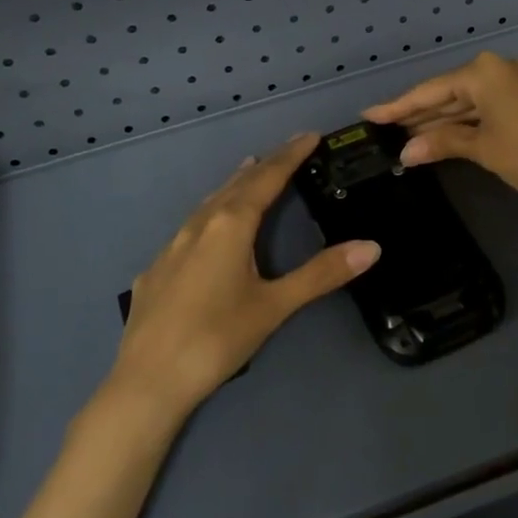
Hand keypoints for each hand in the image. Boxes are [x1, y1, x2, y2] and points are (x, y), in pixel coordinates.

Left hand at [115, 133, 380, 417]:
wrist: (147, 381)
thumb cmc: (217, 339)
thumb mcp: (274, 306)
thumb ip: (321, 274)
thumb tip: (371, 247)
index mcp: (230, 225)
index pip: (267, 178)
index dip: (290, 155)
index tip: (309, 135)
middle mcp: (199, 225)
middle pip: (237, 184)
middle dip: (265, 164)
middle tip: (288, 150)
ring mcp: (171, 246)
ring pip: (209, 202)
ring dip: (234, 184)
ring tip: (250, 171)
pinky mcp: (155, 270)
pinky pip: (189, 226)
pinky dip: (210, 212)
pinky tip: (209, 228)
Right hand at [362, 51, 517, 211]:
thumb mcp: (483, 148)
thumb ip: (442, 142)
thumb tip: (406, 152)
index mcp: (485, 72)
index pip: (431, 90)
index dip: (398, 106)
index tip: (369, 115)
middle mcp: (500, 69)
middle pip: (449, 93)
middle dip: (419, 114)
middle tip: (385, 130)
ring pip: (469, 102)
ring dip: (441, 121)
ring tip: (406, 138)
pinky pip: (487, 108)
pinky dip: (466, 123)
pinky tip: (443, 137)